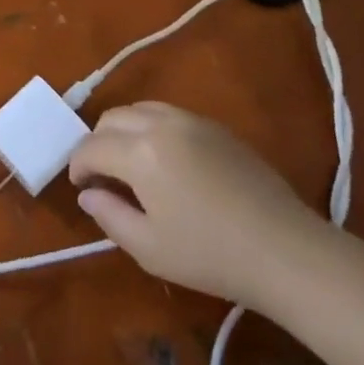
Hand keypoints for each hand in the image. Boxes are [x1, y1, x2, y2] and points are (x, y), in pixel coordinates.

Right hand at [68, 102, 336, 308]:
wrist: (285, 251)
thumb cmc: (211, 255)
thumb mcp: (148, 248)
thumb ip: (109, 215)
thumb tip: (87, 194)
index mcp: (139, 151)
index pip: (91, 147)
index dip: (78, 166)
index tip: (80, 187)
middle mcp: (161, 123)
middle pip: (111, 118)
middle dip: (97, 143)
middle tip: (102, 176)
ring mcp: (192, 120)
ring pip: (140, 109)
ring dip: (123, 130)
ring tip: (130, 163)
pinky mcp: (216, 127)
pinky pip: (168, 114)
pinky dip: (151, 128)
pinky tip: (163, 159)